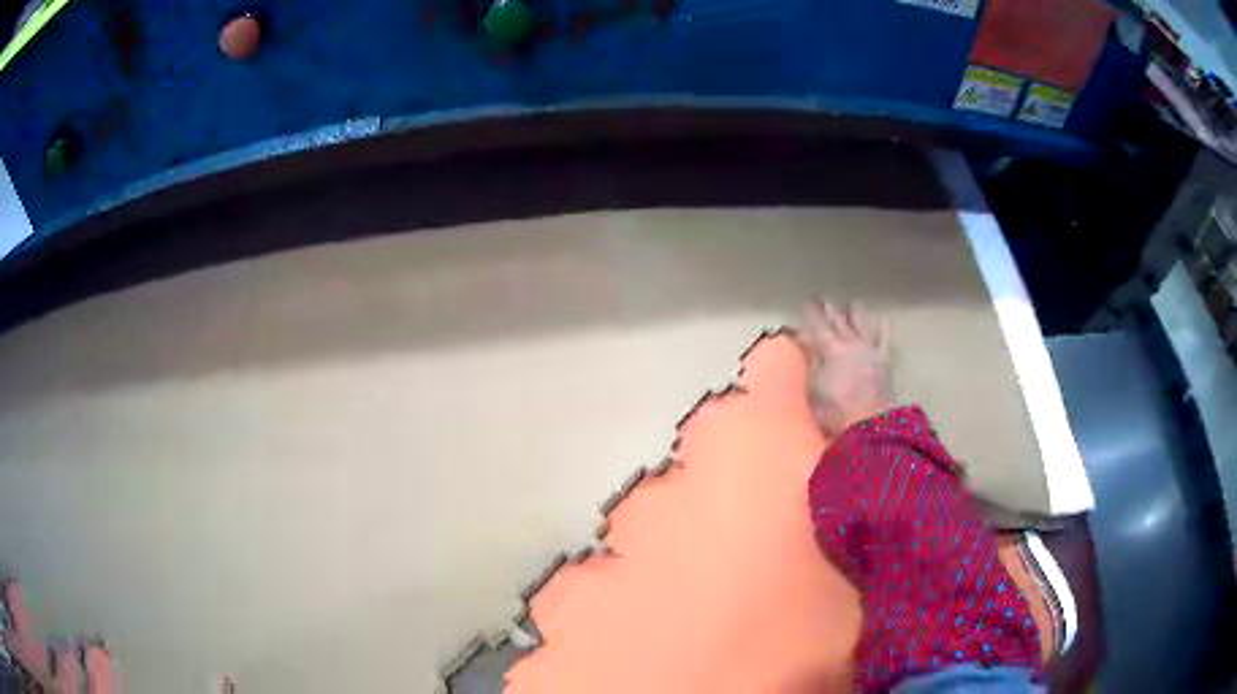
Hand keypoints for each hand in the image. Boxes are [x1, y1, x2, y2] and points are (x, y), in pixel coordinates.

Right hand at [799, 298, 892, 437]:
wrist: (869, 424)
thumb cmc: (835, 411)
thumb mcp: (813, 391)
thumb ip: (811, 367)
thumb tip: (807, 349)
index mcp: (830, 350)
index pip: (817, 326)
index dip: (811, 314)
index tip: (806, 304)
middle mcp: (850, 343)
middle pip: (838, 319)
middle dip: (828, 308)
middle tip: (821, 298)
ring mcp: (869, 349)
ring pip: (862, 321)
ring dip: (854, 312)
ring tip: (850, 307)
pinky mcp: (884, 360)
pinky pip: (884, 337)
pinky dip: (881, 326)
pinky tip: (881, 320)